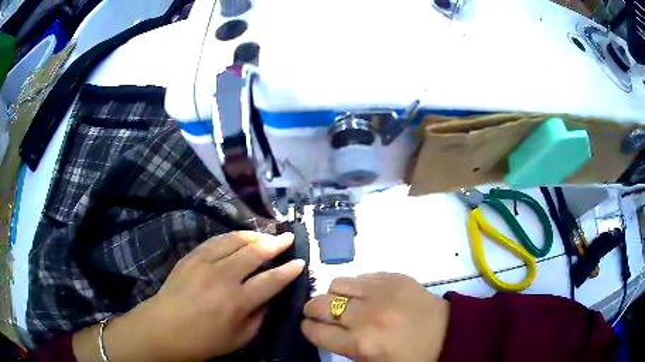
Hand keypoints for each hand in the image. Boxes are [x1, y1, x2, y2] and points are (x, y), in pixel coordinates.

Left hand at [97, 231, 303, 361]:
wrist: (163, 329)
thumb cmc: (202, 341)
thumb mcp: (239, 339)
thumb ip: (258, 317)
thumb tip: (268, 298)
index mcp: (237, 301)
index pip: (271, 280)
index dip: (289, 270)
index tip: (300, 262)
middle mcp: (223, 277)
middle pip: (255, 252)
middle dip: (276, 243)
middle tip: (288, 237)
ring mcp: (204, 263)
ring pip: (235, 240)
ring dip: (254, 235)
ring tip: (265, 235)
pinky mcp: (191, 257)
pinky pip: (215, 240)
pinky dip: (232, 236)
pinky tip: (239, 238)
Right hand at [301, 273, 449, 361]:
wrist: (449, 334)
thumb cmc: (411, 357)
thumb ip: (345, 349)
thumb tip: (324, 331)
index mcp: (362, 344)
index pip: (317, 332)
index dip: (307, 329)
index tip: (307, 326)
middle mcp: (368, 316)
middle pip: (320, 304)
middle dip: (312, 309)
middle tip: (318, 313)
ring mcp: (383, 292)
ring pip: (338, 283)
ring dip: (334, 294)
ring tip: (344, 302)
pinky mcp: (397, 277)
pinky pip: (363, 275)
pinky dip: (359, 286)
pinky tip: (367, 295)